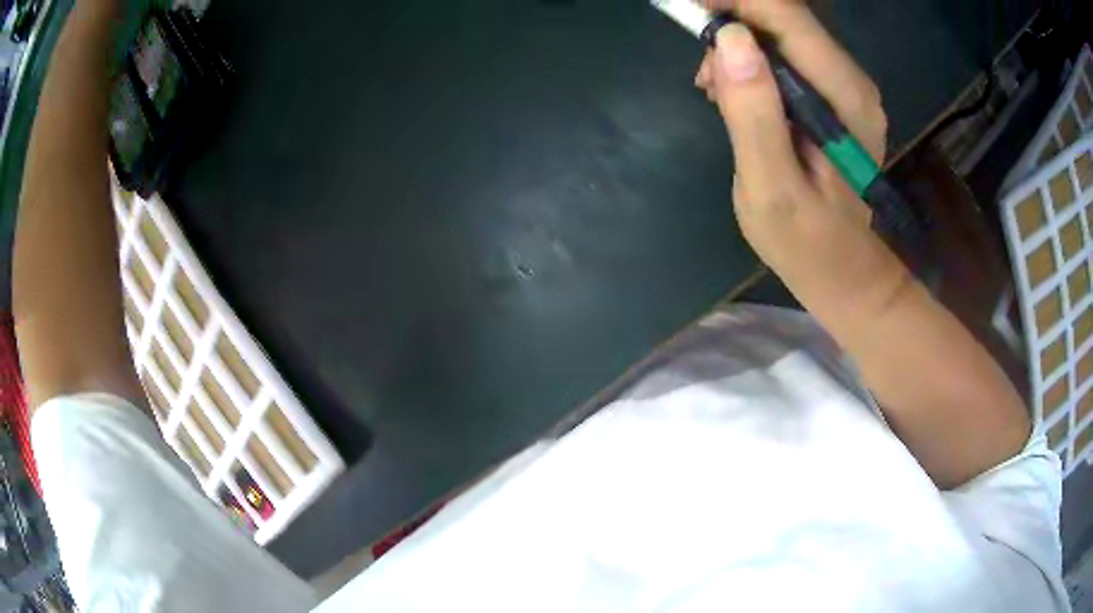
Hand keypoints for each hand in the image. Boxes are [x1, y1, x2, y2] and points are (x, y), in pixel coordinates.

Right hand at [694, 0, 888, 277]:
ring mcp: (842, 85)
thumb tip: (729, 38)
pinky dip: (748, 60)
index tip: (692, 12)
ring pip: (781, 31)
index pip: (788, 17)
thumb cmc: (806, 241)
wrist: (841, 266)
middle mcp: (850, 81)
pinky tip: (734, 93)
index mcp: (845, 98)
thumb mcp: (770, 187)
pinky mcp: (829, 93)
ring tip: (714, 90)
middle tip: (704, 74)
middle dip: (733, 26)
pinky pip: (783, 52)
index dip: (736, 3)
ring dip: (737, 45)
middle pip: (784, 17)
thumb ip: (753, 113)